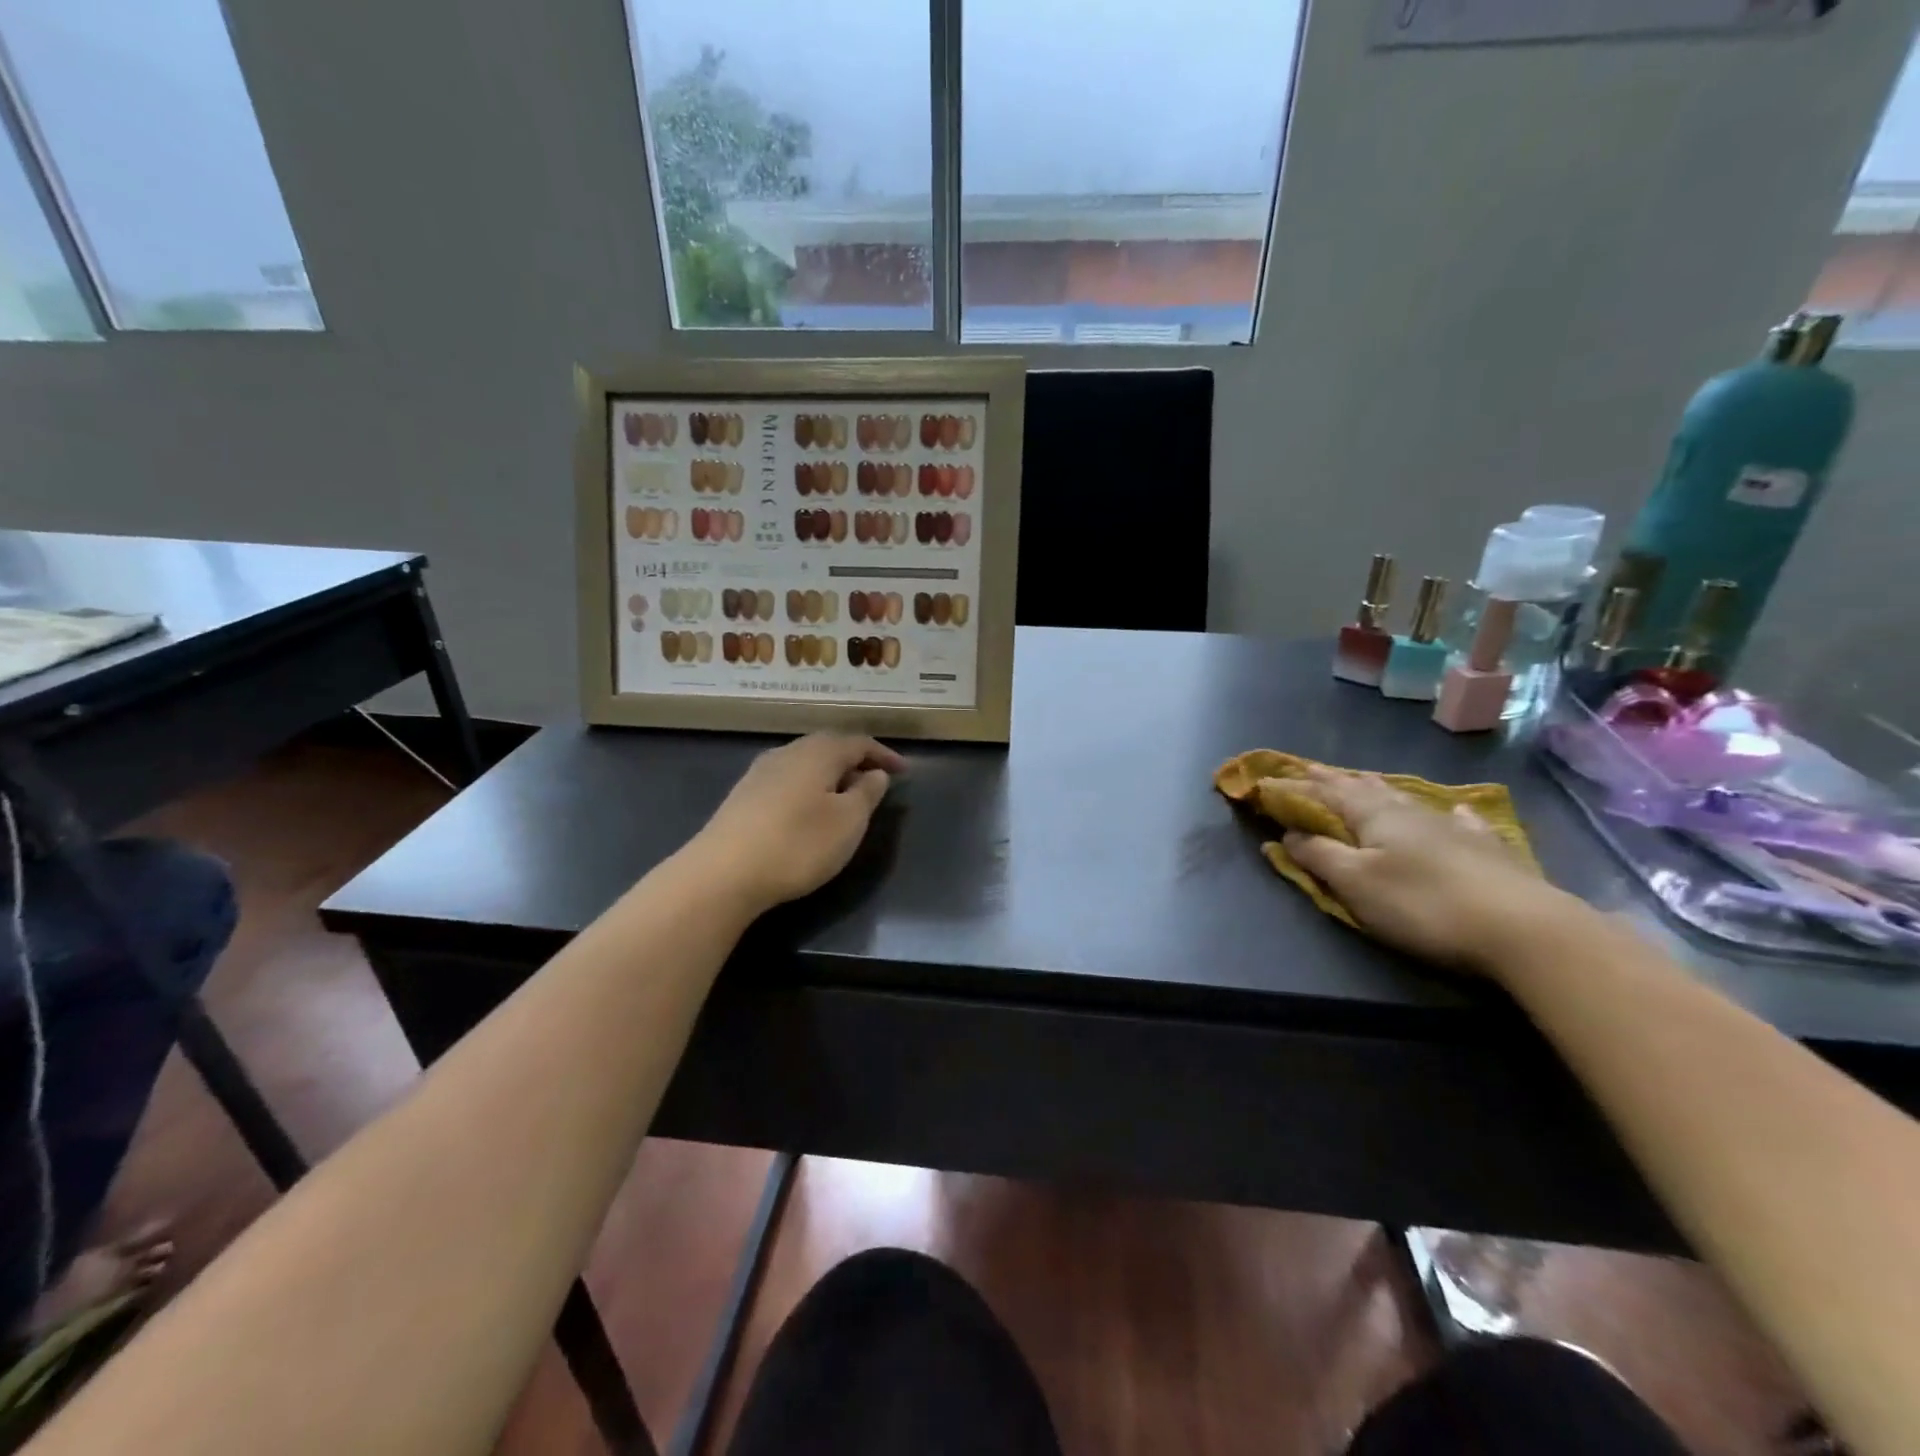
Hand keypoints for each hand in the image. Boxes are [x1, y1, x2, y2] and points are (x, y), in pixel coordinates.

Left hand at [689, 733, 906, 913]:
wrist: (722, 873)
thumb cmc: (797, 844)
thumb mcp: (848, 822)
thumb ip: (867, 793)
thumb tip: (875, 773)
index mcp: (818, 752)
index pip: (859, 742)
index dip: (884, 755)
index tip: (905, 772)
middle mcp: (788, 752)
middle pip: (828, 746)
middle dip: (856, 760)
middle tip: (876, 780)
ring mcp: (761, 772)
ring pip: (806, 762)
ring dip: (831, 774)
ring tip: (846, 796)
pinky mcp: (744, 796)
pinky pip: (788, 779)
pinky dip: (809, 787)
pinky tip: (809, 809)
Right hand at [1283, 767, 1576, 974]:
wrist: (1522, 928)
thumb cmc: (1422, 904)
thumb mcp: (1355, 883)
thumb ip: (1318, 856)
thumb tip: (1287, 834)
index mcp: (1372, 814)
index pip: (1323, 794)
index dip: (1292, 788)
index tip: (1264, 782)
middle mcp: (1408, 811)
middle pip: (1362, 788)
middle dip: (1331, 780)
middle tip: (1308, 769)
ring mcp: (1450, 826)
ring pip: (1403, 798)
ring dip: (1376, 788)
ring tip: (1362, 780)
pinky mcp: (1485, 849)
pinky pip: (1458, 821)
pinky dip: (1447, 813)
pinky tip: (1455, 811)